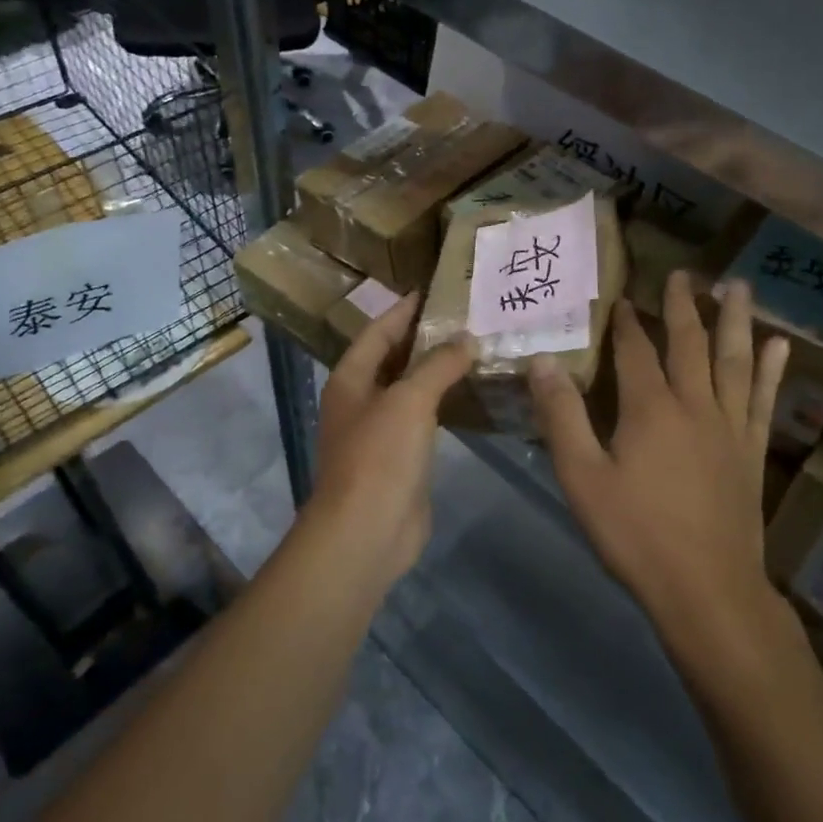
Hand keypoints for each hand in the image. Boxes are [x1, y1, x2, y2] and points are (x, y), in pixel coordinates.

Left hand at [305, 293, 473, 585]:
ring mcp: (378, 432)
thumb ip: (438, 365)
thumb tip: (467, 339)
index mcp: (350, 379)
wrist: (367, 531)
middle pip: (392, 358)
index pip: (377, 331)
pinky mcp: (399, 458)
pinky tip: (468, 394)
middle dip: (423, 338)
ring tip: (472, 349)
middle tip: (463, 317)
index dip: (402, 310)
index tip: (431, 290)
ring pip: (409, 390)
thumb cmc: (379, 456)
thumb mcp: (410, 400)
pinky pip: (422, 419)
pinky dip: (442, 403)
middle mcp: (360, 400)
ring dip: (435, 371)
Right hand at [529, 272, 790, 662]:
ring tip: (738, 285)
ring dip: (734, 320)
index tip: (621, 296)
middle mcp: (695, 405)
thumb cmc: (636, 535)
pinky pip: (764, 400)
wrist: (708, 590)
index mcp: (650, 409)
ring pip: (734, 360)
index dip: (626, 322)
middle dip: (682, 306)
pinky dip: (771, 370)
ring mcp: (730, 427)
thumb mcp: (582, 478)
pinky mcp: (752, 451)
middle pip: (689, 343)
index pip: (635, 350)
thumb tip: (543, 361)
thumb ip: (561, 417)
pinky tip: (779, 347)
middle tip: (683, 273)